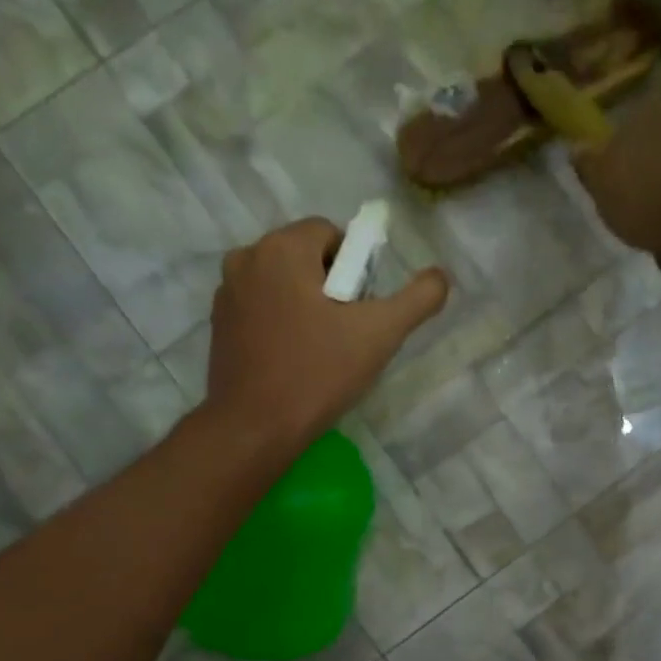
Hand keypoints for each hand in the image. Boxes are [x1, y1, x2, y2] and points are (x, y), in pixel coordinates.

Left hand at [206, 218, 448, 446]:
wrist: (255, 428)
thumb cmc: (318, 373)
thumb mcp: (380, 334)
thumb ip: (418, 299)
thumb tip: (441, 276)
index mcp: (282, 248)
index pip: (331, 233)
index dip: (357, 268)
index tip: (363, 309)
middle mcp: (246, 258)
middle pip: (306, 256)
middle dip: (332, 286)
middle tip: (347, 332)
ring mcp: (226, 292)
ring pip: (283, 283)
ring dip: (306, 304)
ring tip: (322, 350)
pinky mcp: (219, 325)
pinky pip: (262, 308)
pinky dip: (281, 322)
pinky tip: (294, 360)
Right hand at [570, 99, 660, 265]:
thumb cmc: (652, 194)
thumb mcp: (603, 183)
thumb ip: (589, 169)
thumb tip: (577, 147)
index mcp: (645, 124)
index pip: (623, 153)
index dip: (617, 190)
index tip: (617, 217)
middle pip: (655, 194)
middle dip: (652, 232)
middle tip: (649, 249)